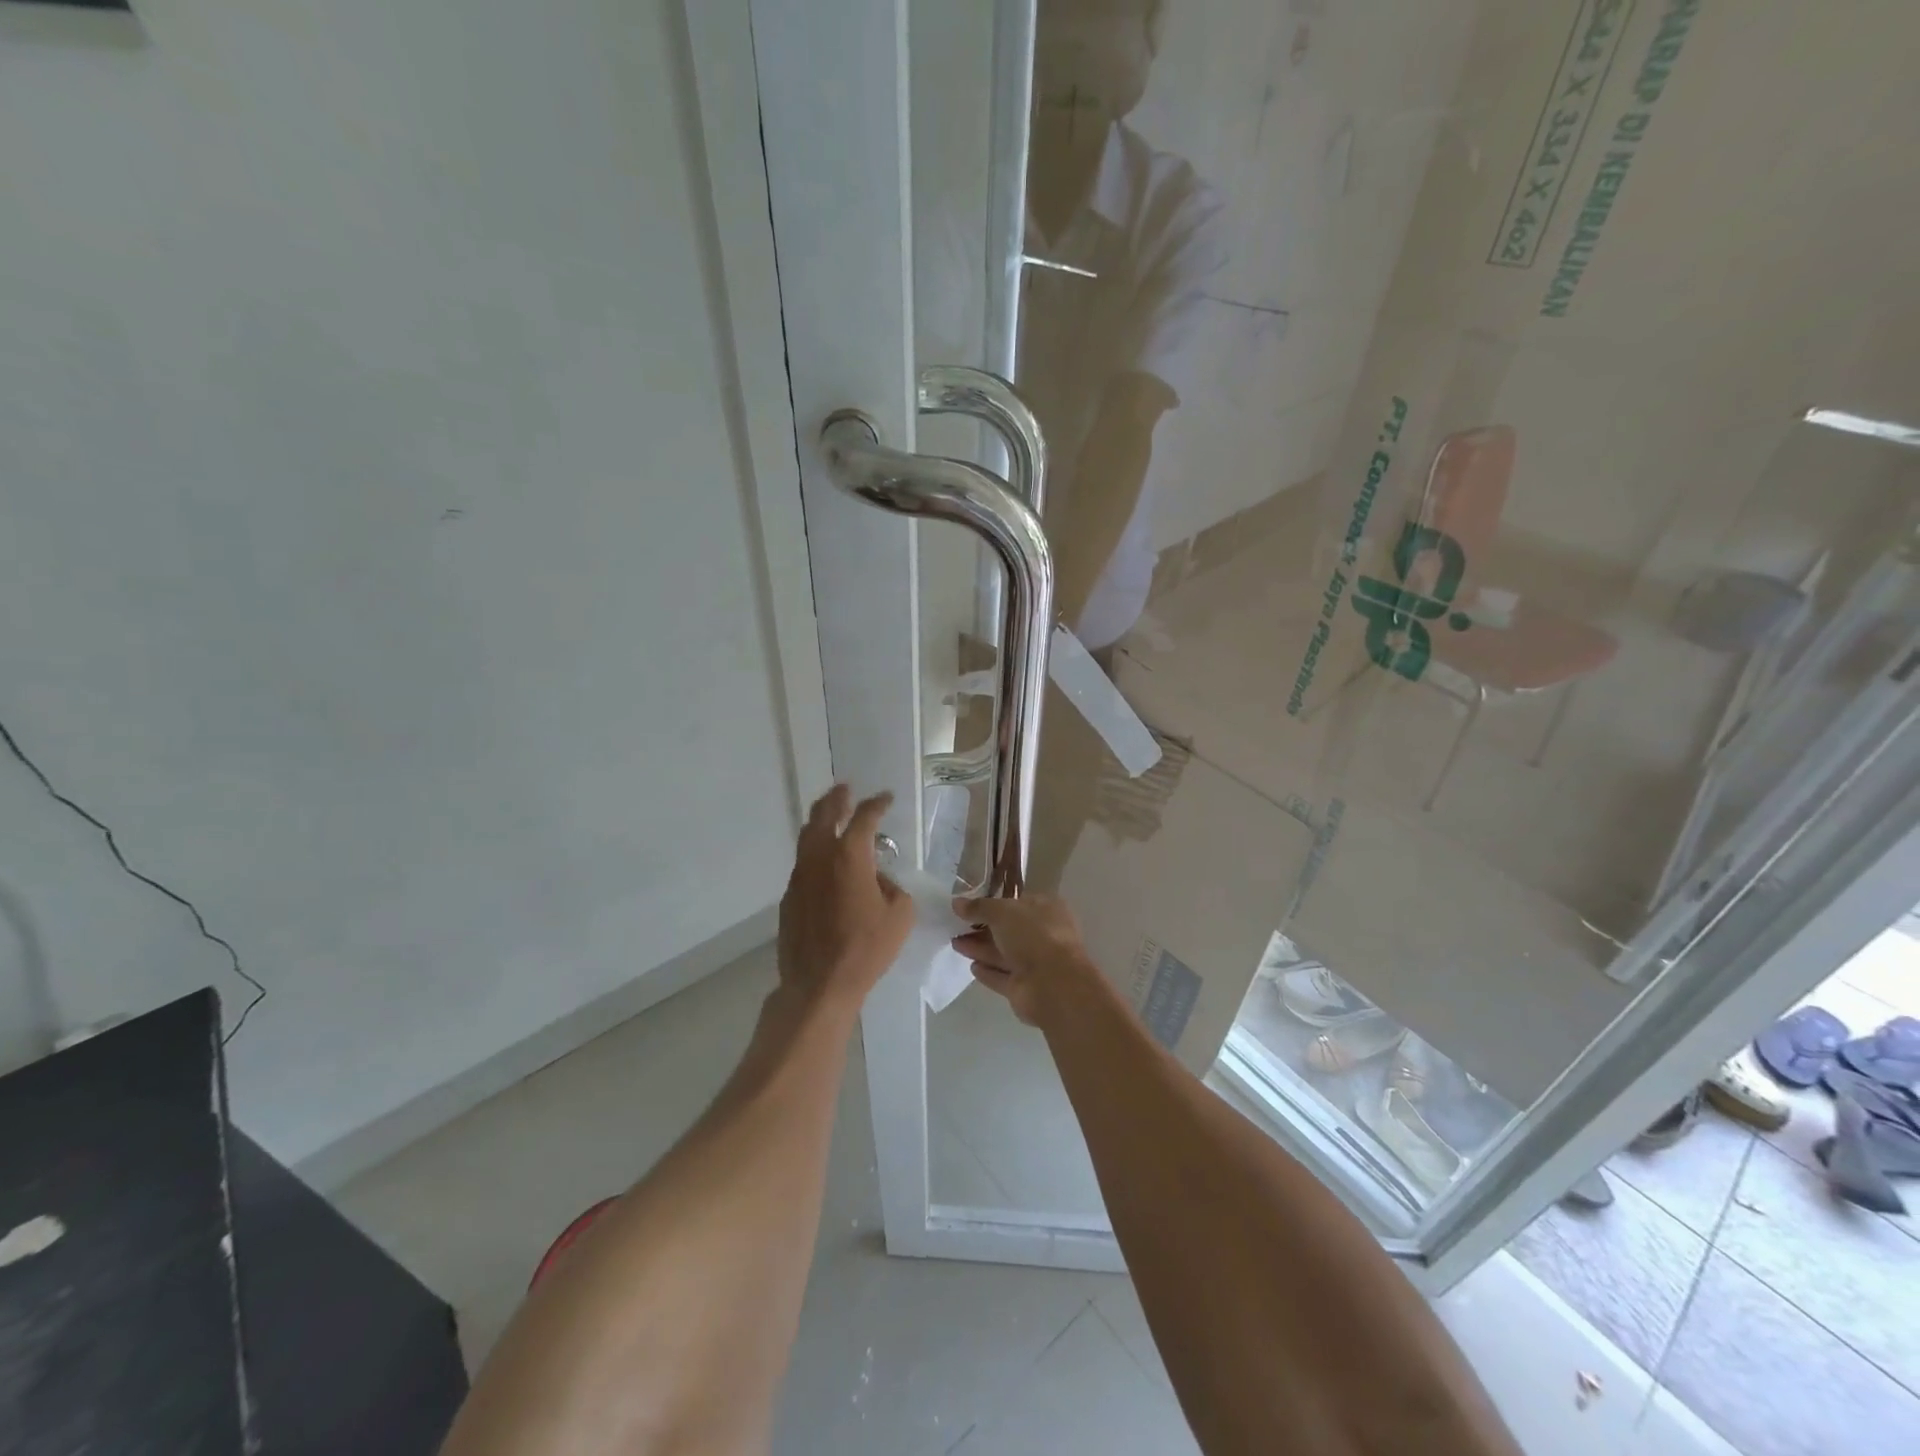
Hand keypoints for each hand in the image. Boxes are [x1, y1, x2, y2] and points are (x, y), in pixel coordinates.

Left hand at [778, 786, 914, 1012]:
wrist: (819, 984)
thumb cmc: (866, 948)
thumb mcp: (900, 915)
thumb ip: (892, 886)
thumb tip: (878, 879)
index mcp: (850, 856)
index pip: (864, 817)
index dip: (877, 804)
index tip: (886, 798)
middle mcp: (820, 858)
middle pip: (823, 815)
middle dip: (836, 798)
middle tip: (845, 789)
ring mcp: (799, 876)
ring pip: (806, 836)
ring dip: (820, 821)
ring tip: (830, 816)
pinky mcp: (789, 897)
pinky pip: (802, 863)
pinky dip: (814, 852)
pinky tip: (825, 864)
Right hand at [951, 892, 1100, 1025]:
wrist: (1053, 984)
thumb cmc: (1033, 935)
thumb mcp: (1002, 911)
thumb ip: (979, 907)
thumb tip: (957, 903)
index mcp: (1046, 909)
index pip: (1017, 903)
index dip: (994, 903)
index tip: (970, 905)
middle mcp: (1043, 935)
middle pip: (1008, 930)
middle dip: (982, 928)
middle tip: (956, 925)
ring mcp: (1036, 963)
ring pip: (1003, 953)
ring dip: (980, 948)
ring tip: (955, 943)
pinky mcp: (1025, 987)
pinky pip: (1002, 976)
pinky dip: (988, 972)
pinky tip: (972, 967)